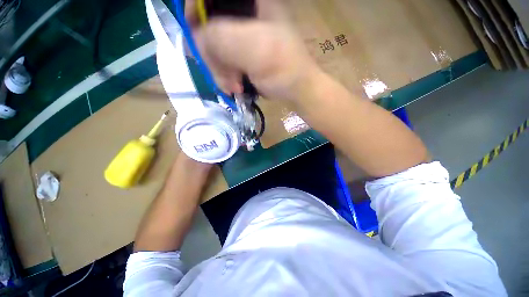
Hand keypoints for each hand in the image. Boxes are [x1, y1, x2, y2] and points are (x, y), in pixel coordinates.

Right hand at [188, 0, 320, 102]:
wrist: (297, 89)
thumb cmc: (282, 66)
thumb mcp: (251, 47)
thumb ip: (219, 39)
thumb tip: (196, 40)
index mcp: (251, 1)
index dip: (196, 9)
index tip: (194, 33)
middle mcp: (245, 14)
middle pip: (210, 24)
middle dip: (213, 54)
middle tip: (223, 75)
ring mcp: (244, 36)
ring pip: (215, 47)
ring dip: (220, 71)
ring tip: (234, 87)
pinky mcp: (244, 54)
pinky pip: (224, 61)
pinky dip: (226, 76)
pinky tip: (236, 87)